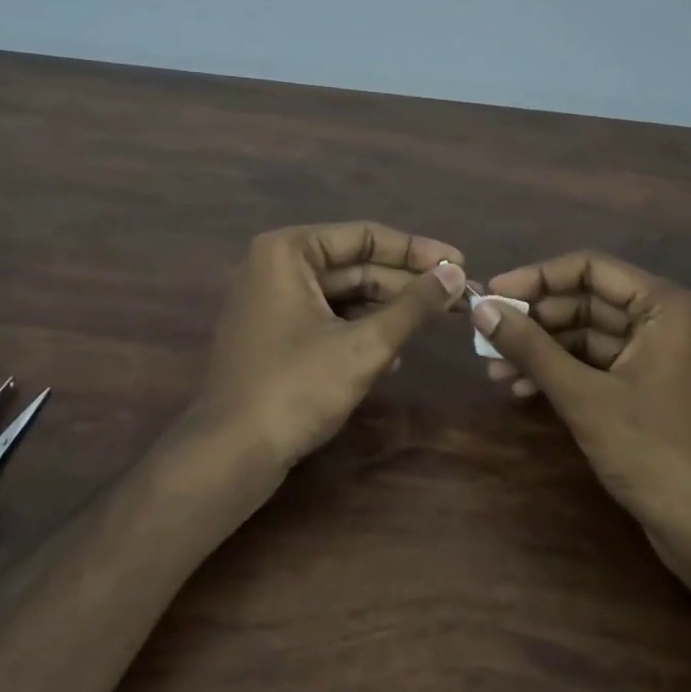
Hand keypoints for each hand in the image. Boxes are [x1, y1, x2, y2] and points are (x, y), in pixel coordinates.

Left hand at [187, 221, 467, 470]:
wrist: (230, 454)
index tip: (460, 262)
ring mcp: (272, 303)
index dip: (417, 251)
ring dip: (388, 312)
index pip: (365, 237)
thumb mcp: (364, 346)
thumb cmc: (296, 388)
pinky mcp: (275, 337)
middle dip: (406, 285)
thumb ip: (413, 306)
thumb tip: (456, 274)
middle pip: (355, 266)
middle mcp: (276, 267)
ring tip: (438, 322)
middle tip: (459, 296)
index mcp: (289, 252)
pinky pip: (327, 321)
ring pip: (344, 297)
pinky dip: (361, 334)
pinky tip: (395, 356)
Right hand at [470, 251, 690, 545]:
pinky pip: (602, 365)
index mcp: (667, 306)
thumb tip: (480, 310)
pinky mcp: (654, 388)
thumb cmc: (653, 451)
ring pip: (591, 336)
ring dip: (544, 350)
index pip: (590, 268)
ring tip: (496, 369)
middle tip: (487, 334)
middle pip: (589, 301)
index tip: (492, 295)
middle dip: (536, 320)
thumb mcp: (583, 396)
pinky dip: (565, 373)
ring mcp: (663, 357)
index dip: (536, 278)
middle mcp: (669, 321)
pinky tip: (524, 389)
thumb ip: (530, 348)